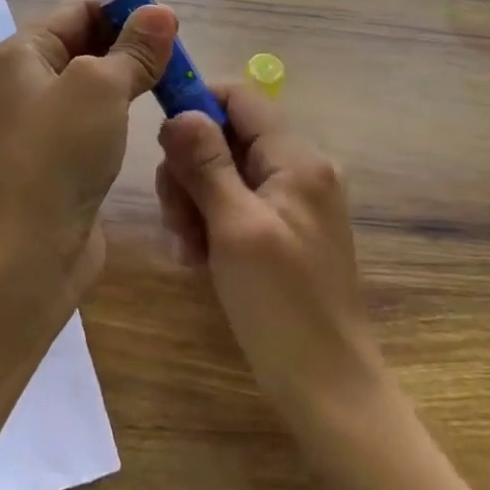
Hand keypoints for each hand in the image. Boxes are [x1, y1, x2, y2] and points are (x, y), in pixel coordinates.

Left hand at [0, 0, 175, 301]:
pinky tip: (151, 117)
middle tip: (180, 56)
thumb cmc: (58, 155)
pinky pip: (95, 119)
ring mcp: (41, 122)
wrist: (28, 252)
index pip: (78, 11)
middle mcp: (25, 81)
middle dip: (131, 45)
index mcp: (21, 53)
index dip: (124, 11)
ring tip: (174, 82)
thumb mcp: (100, 87)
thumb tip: (162, 12)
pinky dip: (122, 113)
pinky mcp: (59, 157)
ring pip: (94, 84)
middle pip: (85, 44)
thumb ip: (133, 49)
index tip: (171, 24)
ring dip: (131, 79)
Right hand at [156, 87, 385, 433]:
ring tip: (188, 250)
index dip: (196, 105)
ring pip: (223, 173)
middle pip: (225, 137)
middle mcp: (299, 170)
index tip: (160, 141)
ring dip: (194, 203)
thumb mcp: (235, 228)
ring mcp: (293, 202)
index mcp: (297, 159)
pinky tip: (200, 260)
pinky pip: (235, 205)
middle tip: (177, 219)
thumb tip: (179, 112)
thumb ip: (206, 164)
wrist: (330, 391)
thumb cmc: (282, 306)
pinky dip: (211, 224)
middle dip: (190, 170)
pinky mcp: (283, 232)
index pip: (240, 98)